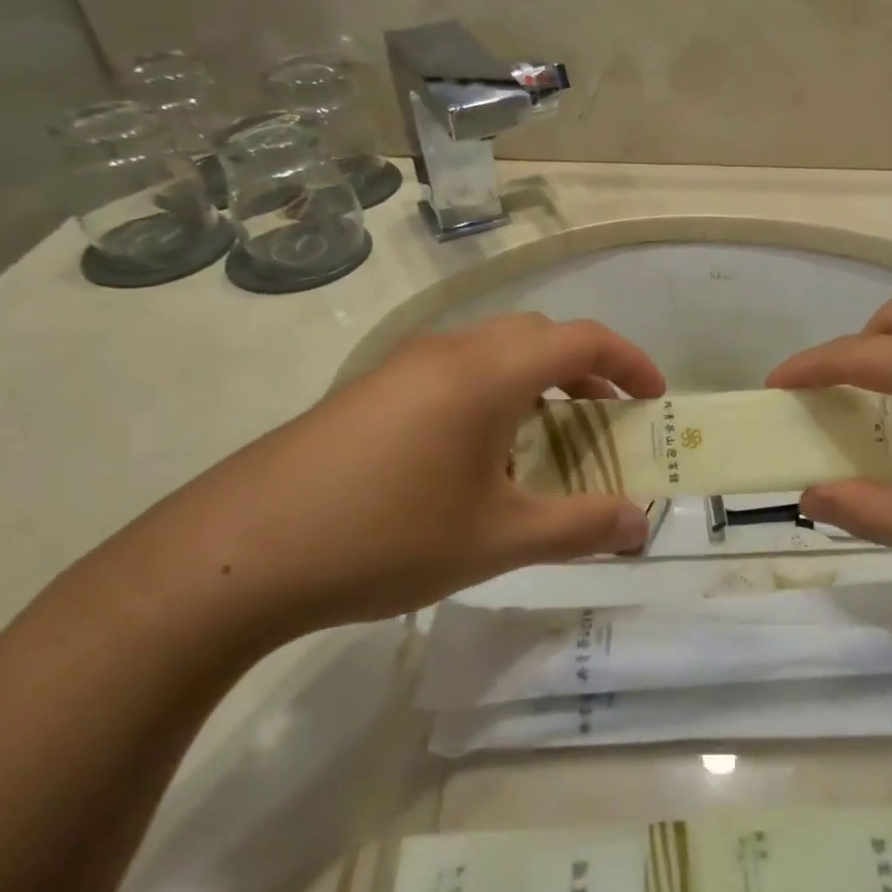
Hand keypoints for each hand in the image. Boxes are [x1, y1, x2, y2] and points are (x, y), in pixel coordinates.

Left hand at [117, 314, 664, 638]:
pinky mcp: (369, 392)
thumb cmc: (386, 537)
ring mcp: (401, 367)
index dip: (630, 361)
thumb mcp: (498, 539)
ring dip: (536, 385)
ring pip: (492, 354)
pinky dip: (491, 398)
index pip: (581, 338)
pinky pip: (452, 375)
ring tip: (548, 444)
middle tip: (608, 420)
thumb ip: (580, 526)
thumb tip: (639, 524)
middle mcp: (447, 351)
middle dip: (585, 371)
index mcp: (487, 371)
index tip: (654, 397)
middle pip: (537, 337)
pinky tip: (477, 461)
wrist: (236, 554)